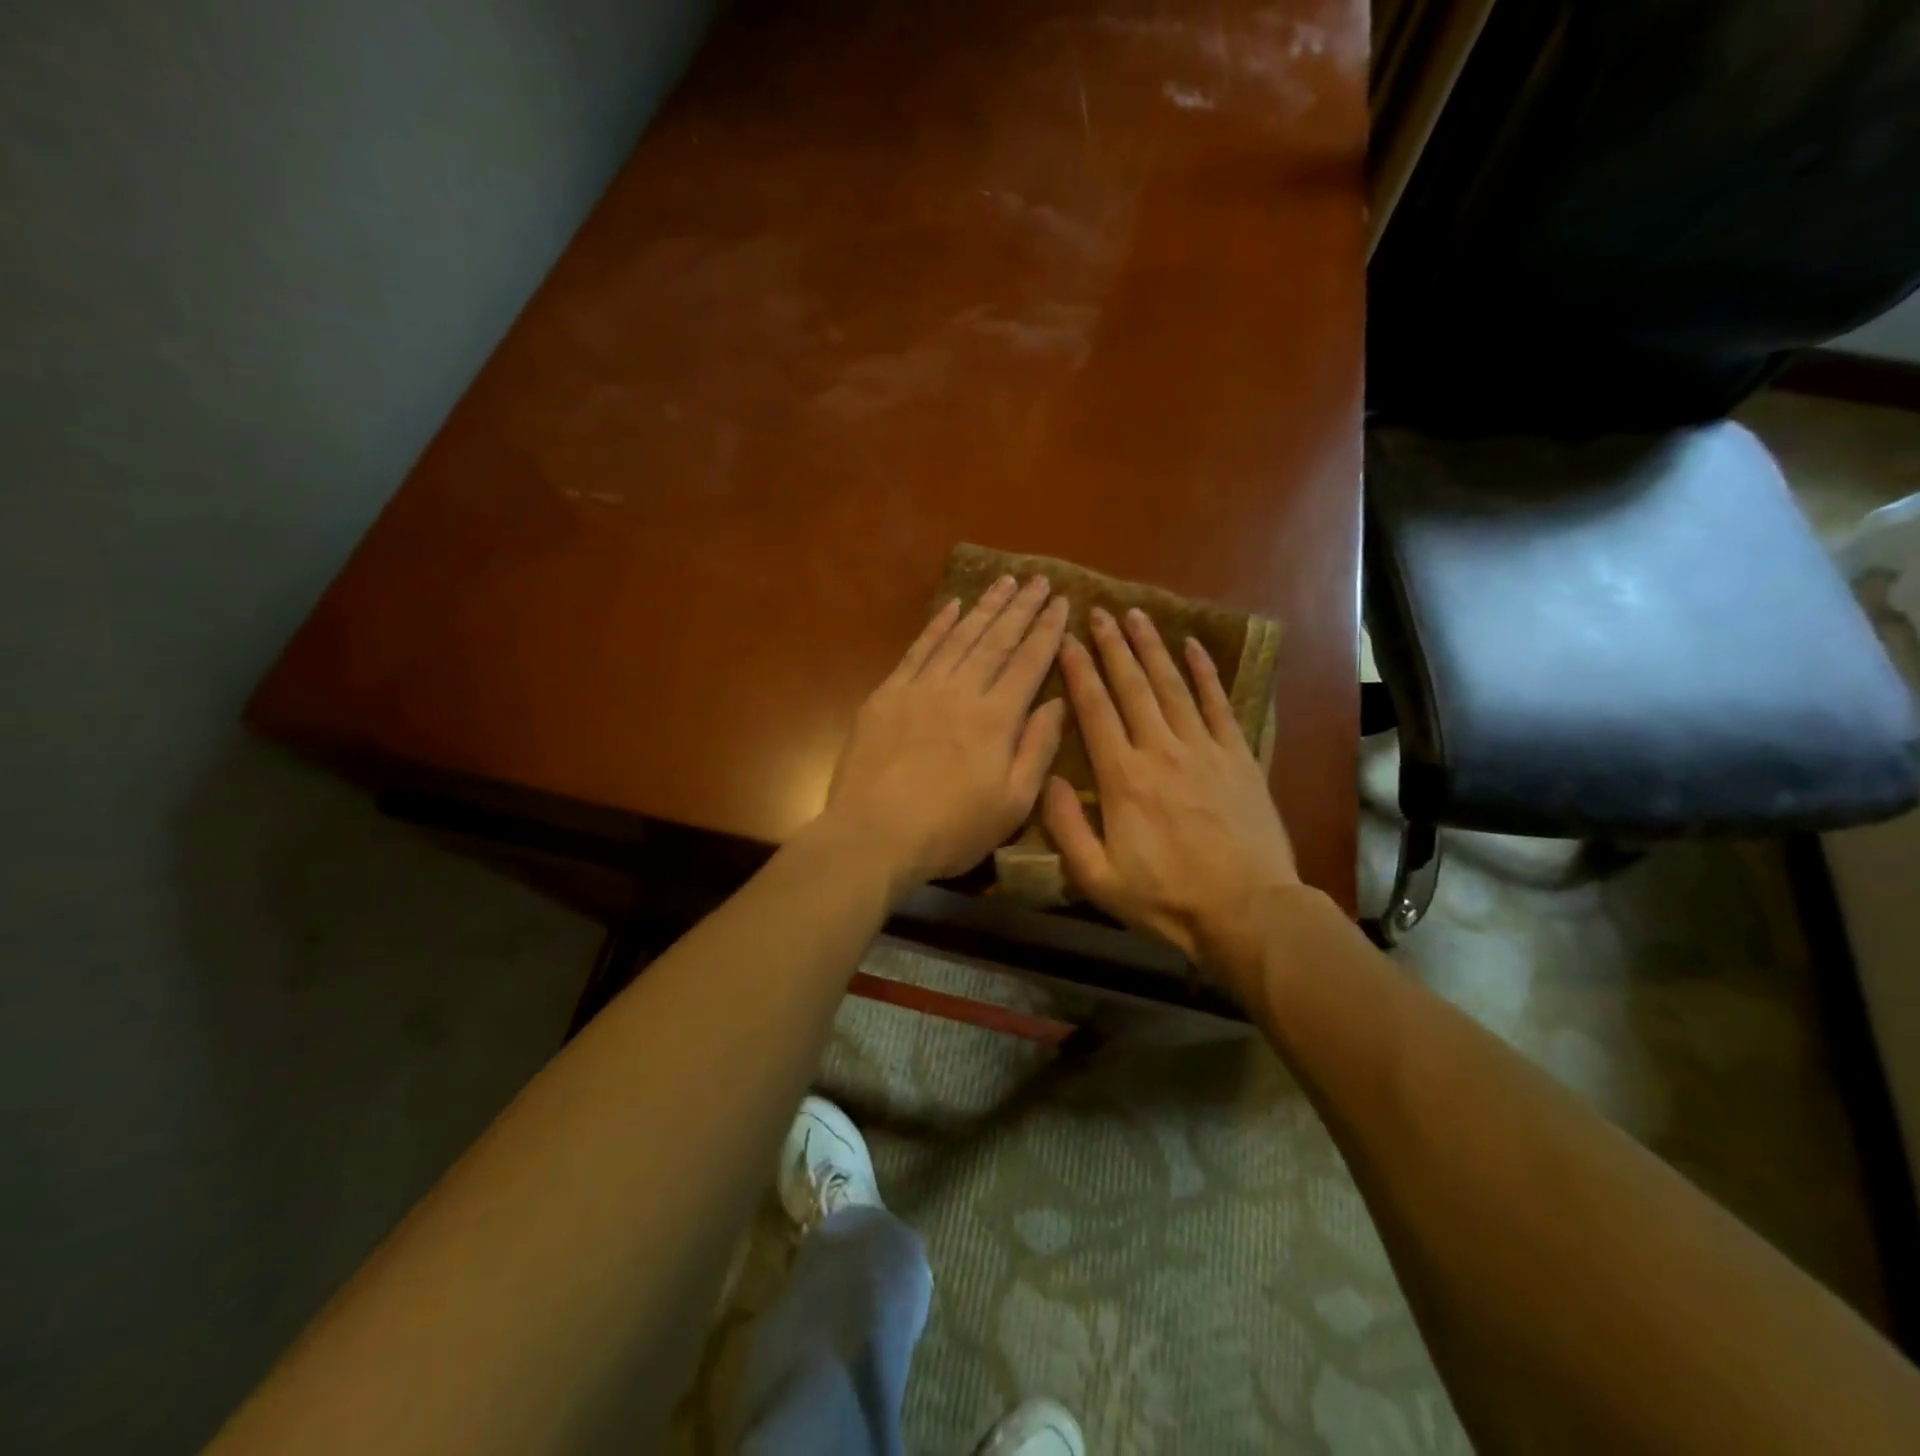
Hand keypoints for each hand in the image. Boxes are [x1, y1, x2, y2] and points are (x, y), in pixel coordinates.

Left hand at [819, 574, 1069, 889]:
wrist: (873, 835)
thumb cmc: (950, 830)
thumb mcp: (1011, 804)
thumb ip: (1037, 749)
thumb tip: (1057, 702)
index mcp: (996, 719)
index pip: (1029, 662)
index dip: (1047, 630)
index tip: (1062, 602)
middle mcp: (962, 691)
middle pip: (997, 640)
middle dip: (1021, 608)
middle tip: (1039, 580)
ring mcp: (921, 689)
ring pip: (960, 637)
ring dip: (985, 607)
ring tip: (1004, 582)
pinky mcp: (888, 695)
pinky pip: (918, 650)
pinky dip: (938, 626)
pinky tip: (953, 607)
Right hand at [1044, 606, 1300, 992]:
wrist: (1247, 911)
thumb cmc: (1166, 899)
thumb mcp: (1097, 878)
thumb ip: (1066, 828)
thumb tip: (1046, 778)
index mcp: (1123, 778)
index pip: (1095, 710)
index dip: (1078, 671)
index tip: (1067, 640)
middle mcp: (1161, 750)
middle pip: (1132, 686)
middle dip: (1113, 646)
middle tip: (1099, 612)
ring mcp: (1204, 749)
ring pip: (1173, 686)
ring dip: (1153, 648)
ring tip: (1137, 616)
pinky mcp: (1239, 757)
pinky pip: (1220, 704)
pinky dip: (1206, 673)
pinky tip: (1193, 646)